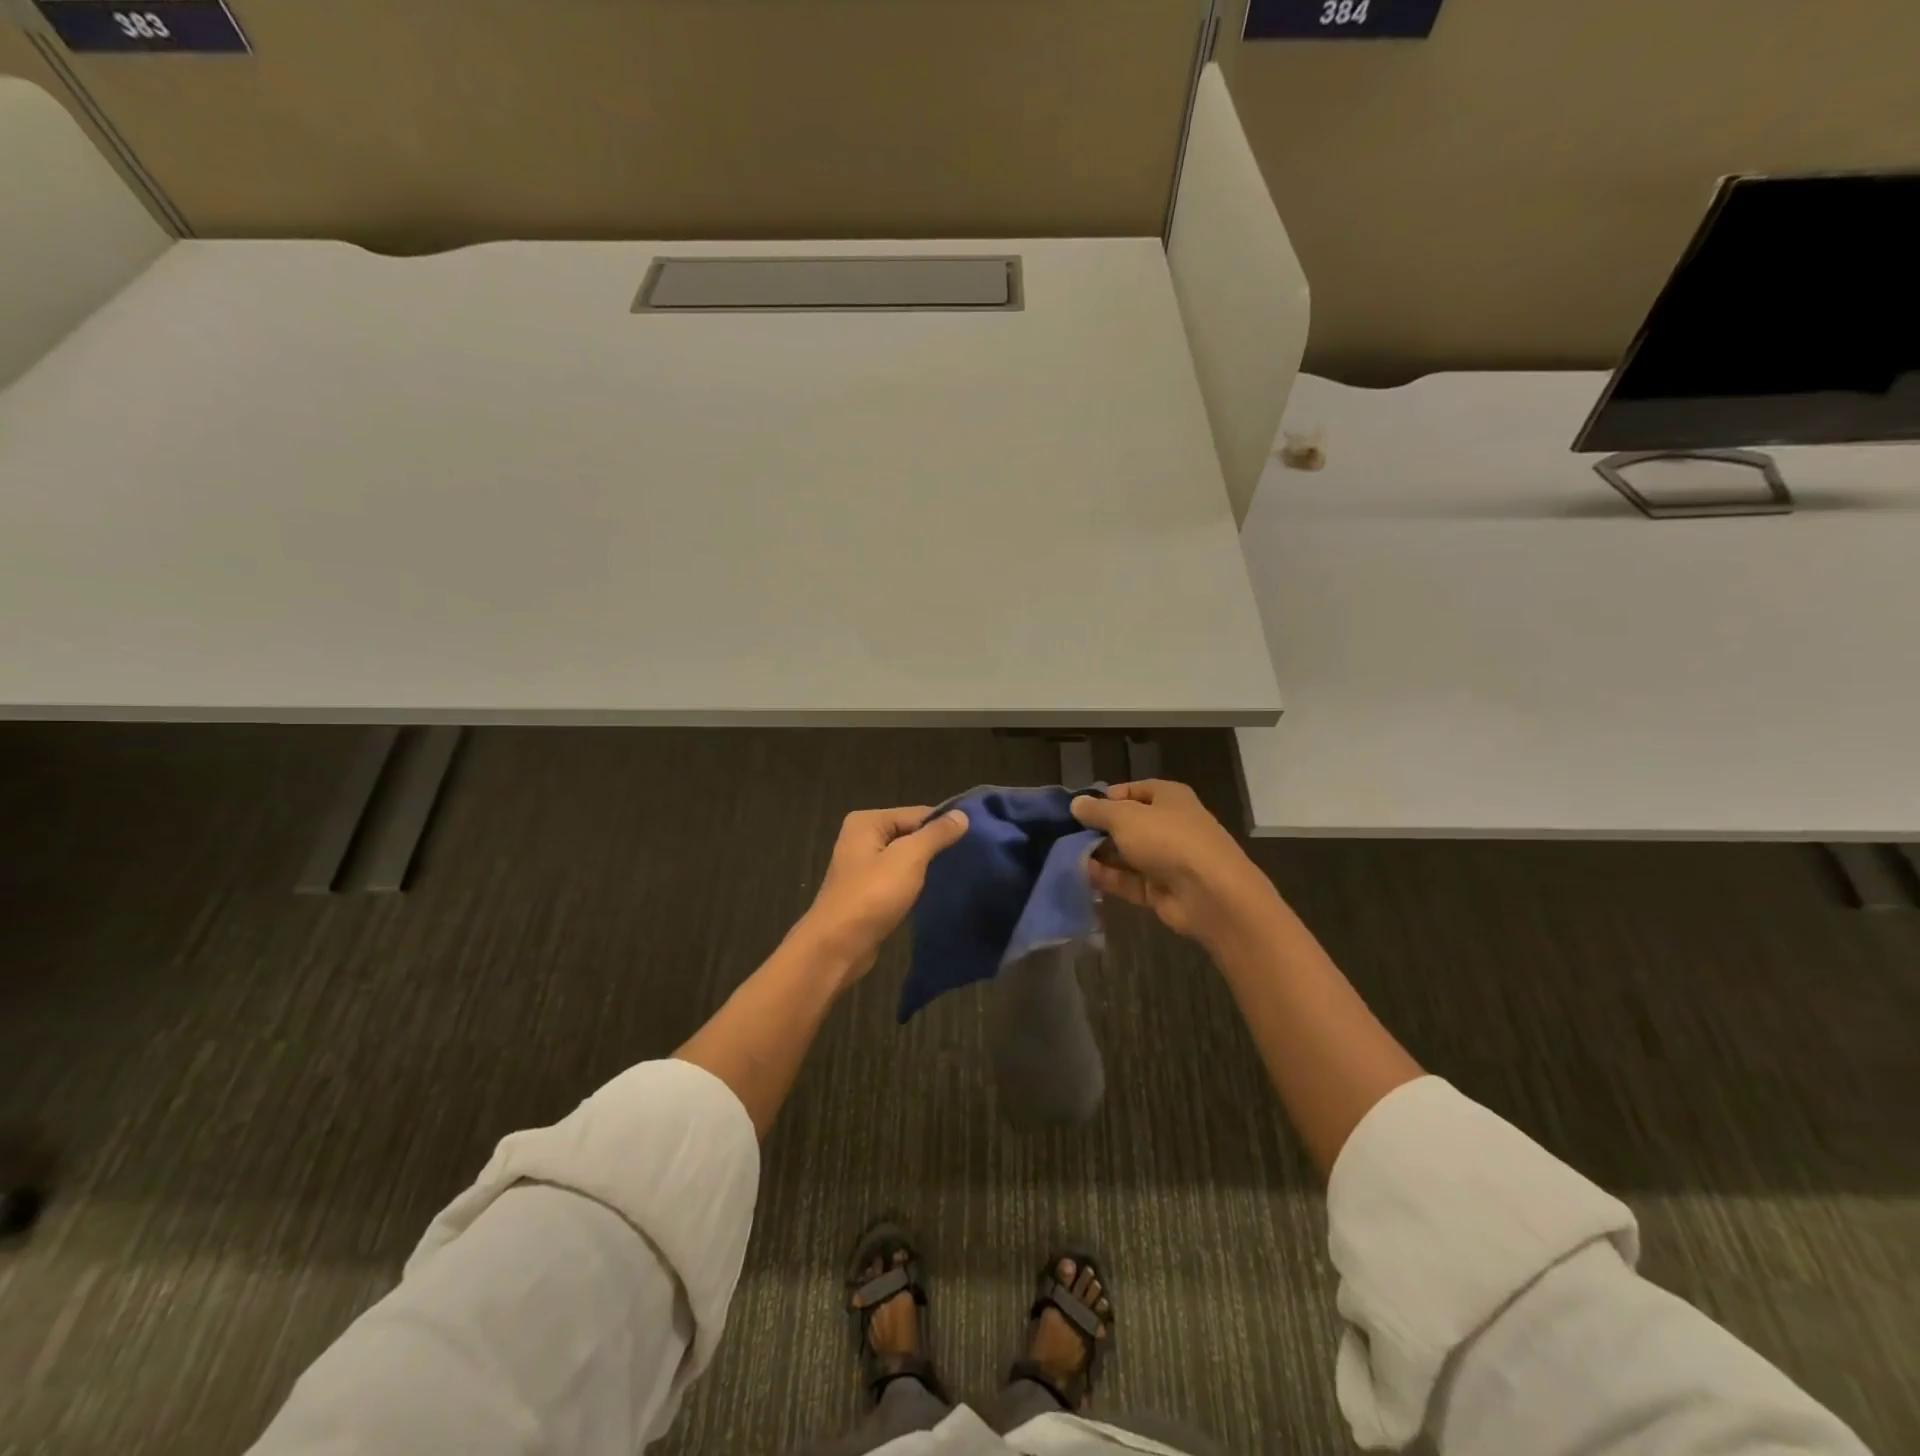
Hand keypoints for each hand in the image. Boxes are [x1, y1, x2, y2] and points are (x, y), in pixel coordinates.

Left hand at [796, 806, 969, 978]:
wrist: (837, 946)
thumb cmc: (872, 895)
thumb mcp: (909, 858)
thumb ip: (936, 834)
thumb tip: (962, 815)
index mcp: (867, 821)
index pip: (917, 813)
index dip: (945, 826)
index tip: (975, 840)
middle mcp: (861, 837)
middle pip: (910, 834)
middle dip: (936, 846)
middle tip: (970, 858)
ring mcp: (862, 866)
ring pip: (905, 858)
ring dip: (926, 867)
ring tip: (957, 874)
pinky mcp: (866, 891)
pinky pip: (898, 879)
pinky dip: (914, 884)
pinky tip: (933, 891)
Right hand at [1070, 780, 1275, 944]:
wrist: (1210, 894)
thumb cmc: (1168, 840)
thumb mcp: (1125, 817)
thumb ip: (1098, 811)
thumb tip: (1076, 804)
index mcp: (1168, 798)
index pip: (1132, 791)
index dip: (1106, 798)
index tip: (1079, 809)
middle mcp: (1169, 825)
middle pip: (1127, 824)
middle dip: (1098, 830)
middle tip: (1066, 835)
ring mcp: (1166, 859)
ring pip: (1126, 854)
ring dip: (1100, 855)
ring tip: (1066, 856)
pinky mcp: (1160, 889)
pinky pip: (1128, 880)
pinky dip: (1108, 878)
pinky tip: (1082, 875)